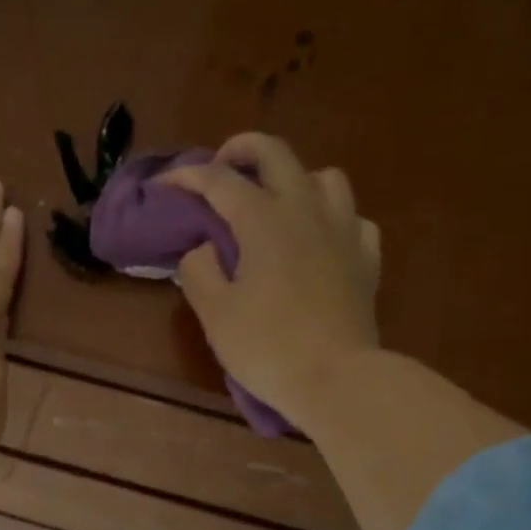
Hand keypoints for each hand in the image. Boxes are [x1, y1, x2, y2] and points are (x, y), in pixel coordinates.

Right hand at [162, 134, 381, 429]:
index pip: (218, 180)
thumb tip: (202, 248)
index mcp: (264, 219)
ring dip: (294, 179)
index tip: (163, 185)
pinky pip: (352, 218)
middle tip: (221, 168)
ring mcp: (344, 230)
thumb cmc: (268, 348)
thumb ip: (199, 271)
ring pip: (323, 177)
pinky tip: (321, 239)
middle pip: (275, 153)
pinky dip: (332, 219)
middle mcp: (306, 210)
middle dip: (241, 150)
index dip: (186, 176)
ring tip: (277, 204)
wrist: (337, 379)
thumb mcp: (216, 315)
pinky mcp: (366, 259)